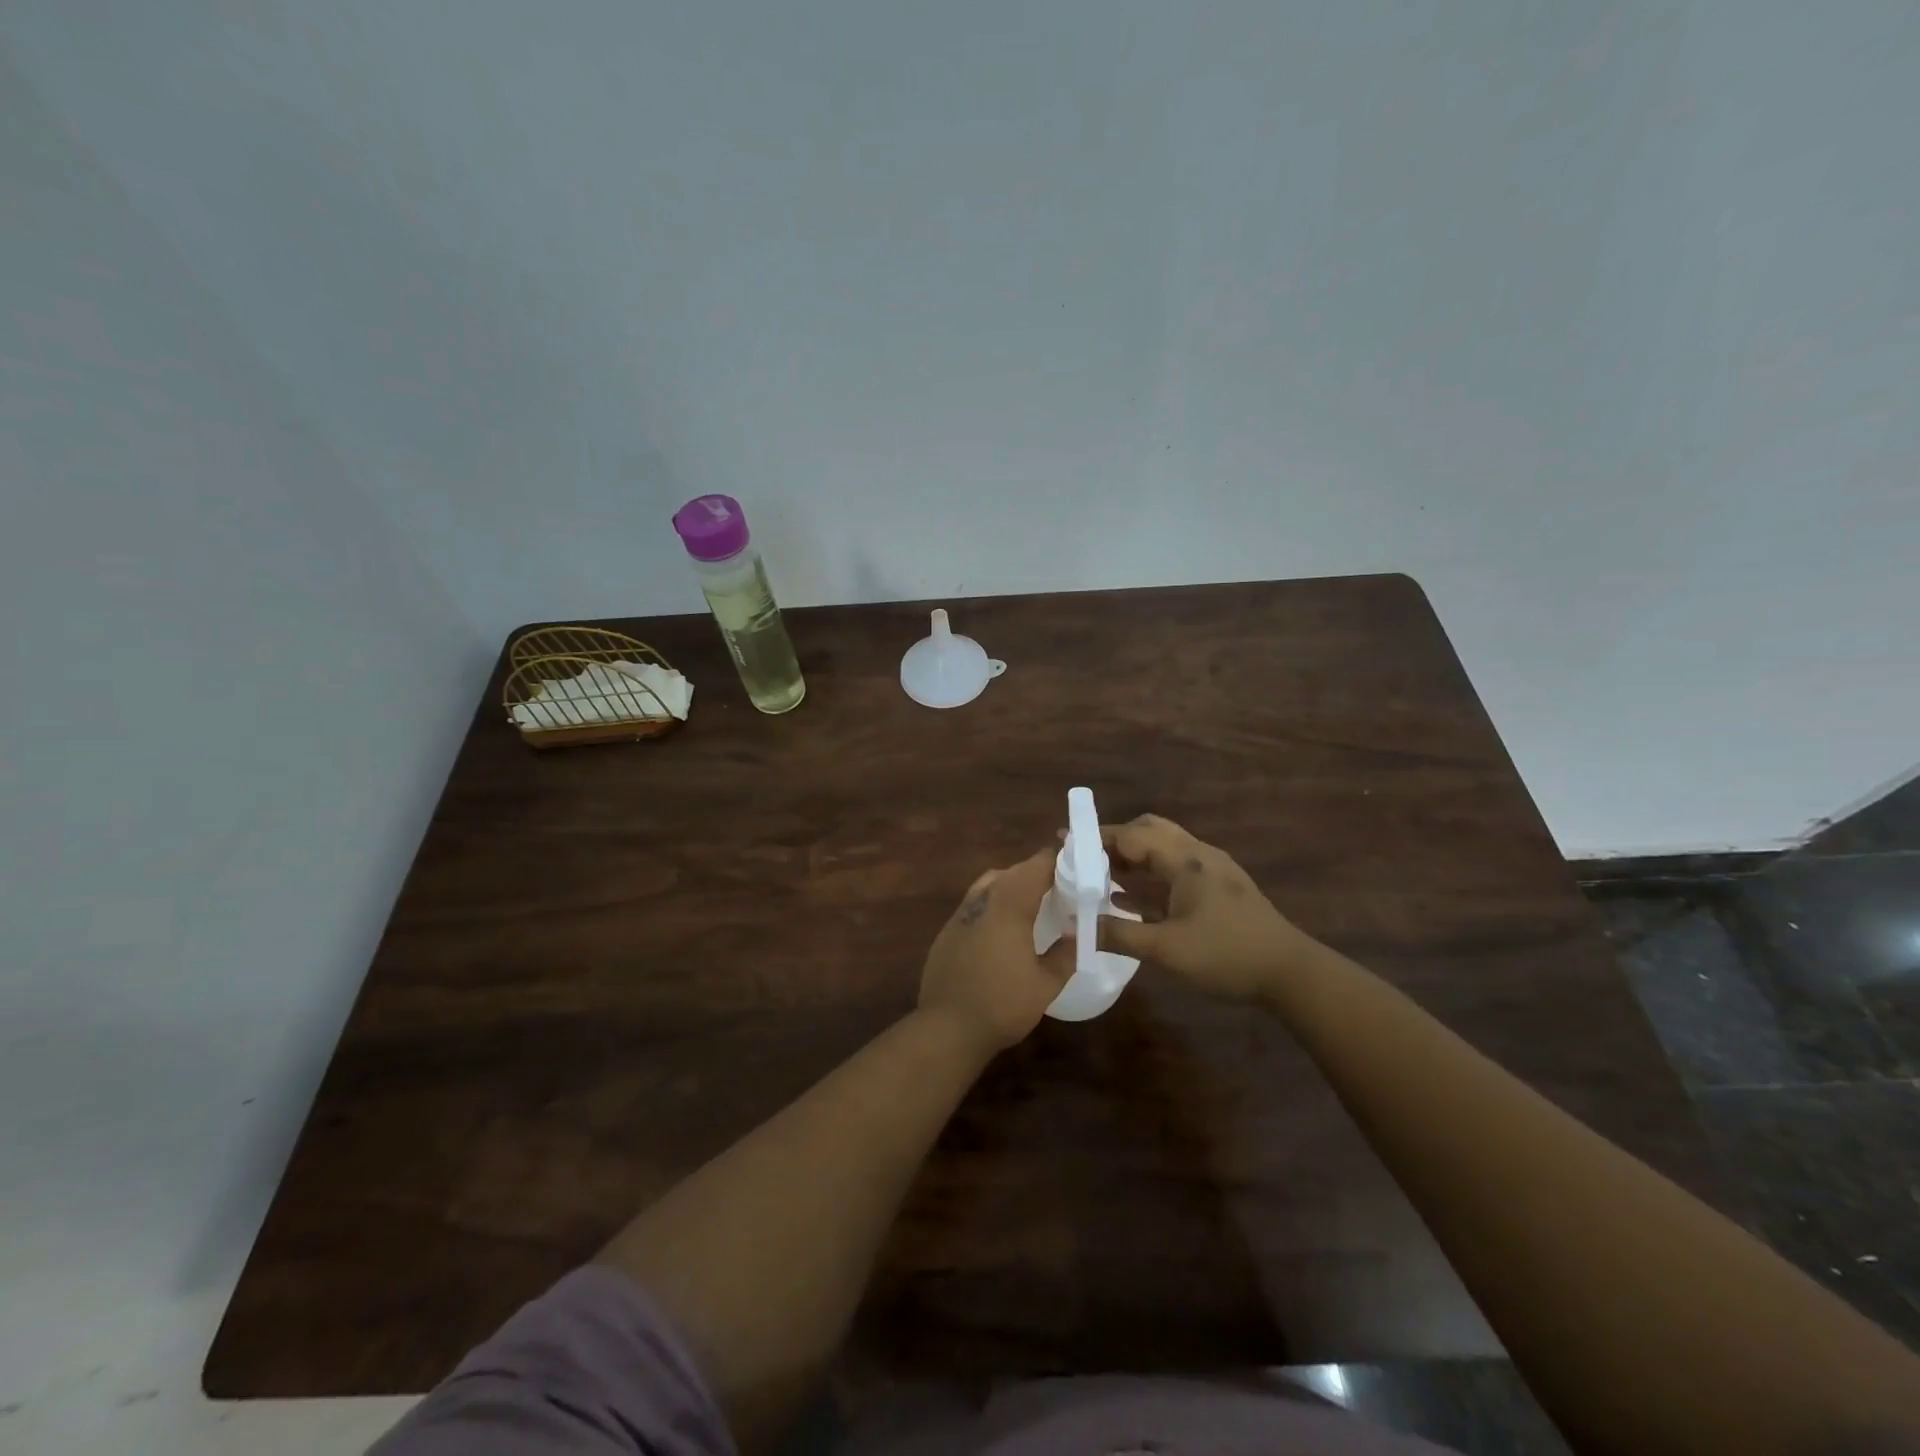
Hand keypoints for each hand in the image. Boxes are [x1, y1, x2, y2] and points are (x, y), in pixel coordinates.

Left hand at [919, 849, 1072, 1053]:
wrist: (948, 1028)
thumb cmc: (1003, 1005)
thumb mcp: (1046, 985)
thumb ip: (1065, 955)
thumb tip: (1076, 933)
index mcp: (1010, 906)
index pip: (1035, 867)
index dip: (1055, 860)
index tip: (1074, 865)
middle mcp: (983, 901)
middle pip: (1012, 872)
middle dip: (1035, 873)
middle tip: (1058, 887)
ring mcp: (960, 914)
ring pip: (989, 883)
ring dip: (1011, 884)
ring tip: (1031, 903)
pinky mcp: (947, 930)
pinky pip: (974, 903)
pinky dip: (992, 903)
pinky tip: (1001, 928)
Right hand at [1097, 814, 1318, 1000]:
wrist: (1290, 972)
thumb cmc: (1226, 955)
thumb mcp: (1166, 949)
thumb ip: (1119, 935)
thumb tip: (1076, 927)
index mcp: (1184, 860)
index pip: (1131, 835)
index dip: (1095, 838)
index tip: (1063, 842)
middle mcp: (1197, 853)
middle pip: (1148, 830)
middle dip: (1114, 840)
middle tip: (1084, 859)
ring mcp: (1211, 869)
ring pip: (1163, 848)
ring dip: (1132, 857)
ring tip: (1100, 876)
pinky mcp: (1219, 886)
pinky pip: (1174, 868)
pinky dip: (1149, 874)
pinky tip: (1131, 899)